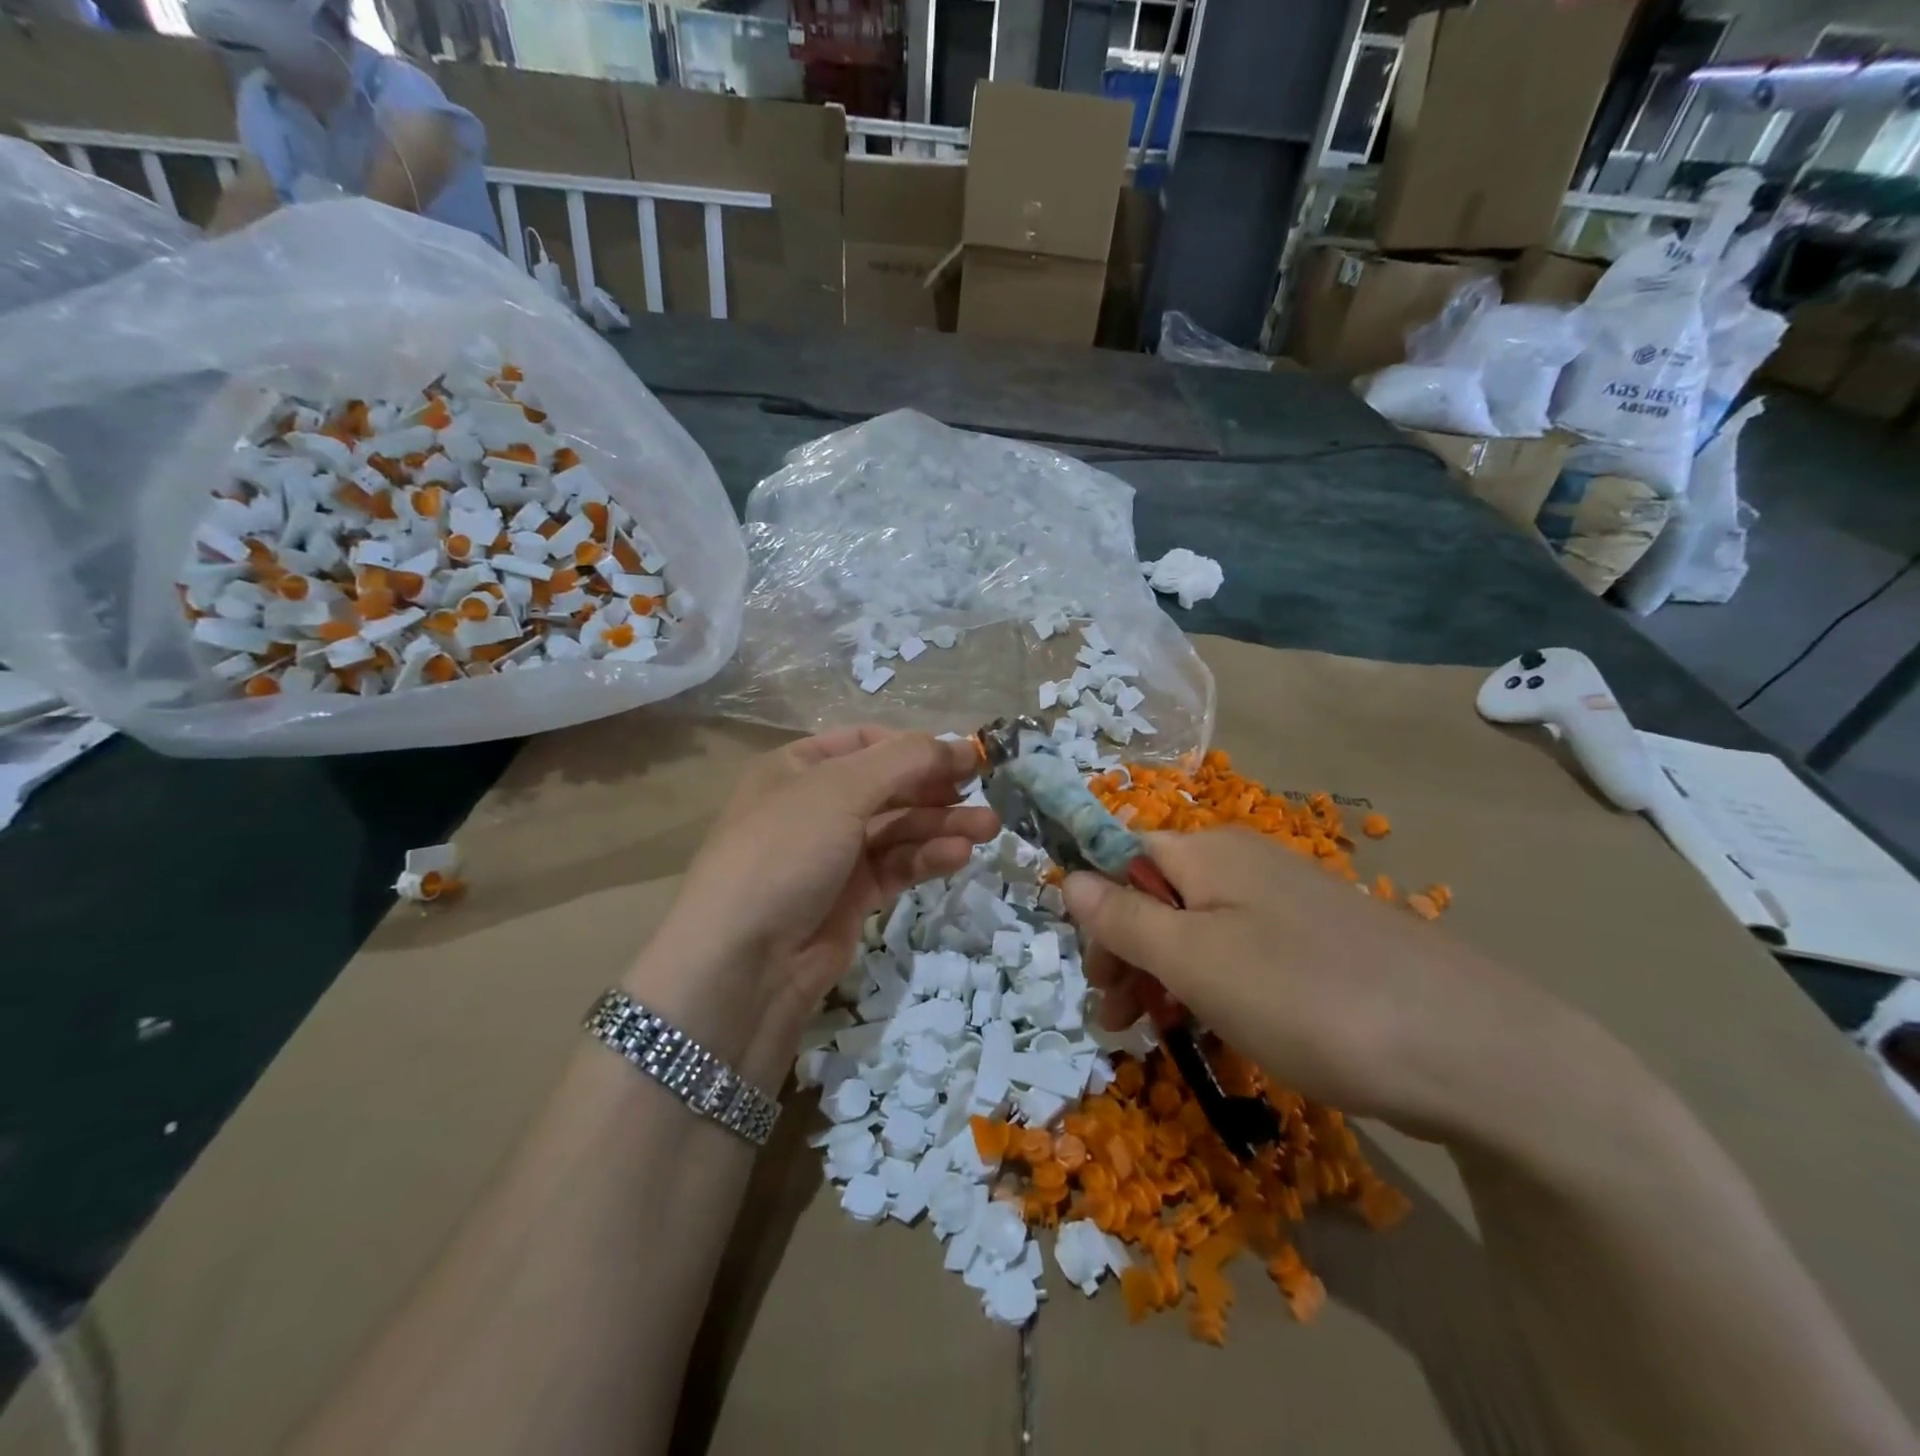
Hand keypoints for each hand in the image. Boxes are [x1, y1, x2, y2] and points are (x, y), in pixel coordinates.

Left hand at [628, 728, 996, 1086]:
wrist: (743, 961)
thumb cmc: (786, 851)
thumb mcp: (840, 790)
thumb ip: (904, 760)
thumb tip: (958, 745)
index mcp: (798, 768)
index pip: (867, 742)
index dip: (915, 746)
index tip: (964, 756)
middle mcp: (815, 805)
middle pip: (888, 787)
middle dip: (936, 789)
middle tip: (984, 792)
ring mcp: (833, 854)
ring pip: (898, 829)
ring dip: (942, 825)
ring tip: (987, 828)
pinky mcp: (851, 897)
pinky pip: (896, 866)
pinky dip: (926, 858)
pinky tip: (958, 856)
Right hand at [1064, 829, 1596, 1141]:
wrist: (1474, 1050)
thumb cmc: (1307, 998)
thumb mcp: (1194, 961)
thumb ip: (1124, 918)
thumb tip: (1066, 877)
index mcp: (1208, 851)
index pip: (1122, 857)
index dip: (1096, 911)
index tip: (1098, 978)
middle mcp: (1245, 862)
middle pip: (1158, 895)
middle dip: (1127, 953)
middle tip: (1120, 1021)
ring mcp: (1289, 903)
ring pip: (1200, 929)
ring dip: (1166, 976)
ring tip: (1162, 1035)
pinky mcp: (1321, 943)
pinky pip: (1245, 953)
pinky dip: (1216, 987)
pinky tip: (1221, 1028)